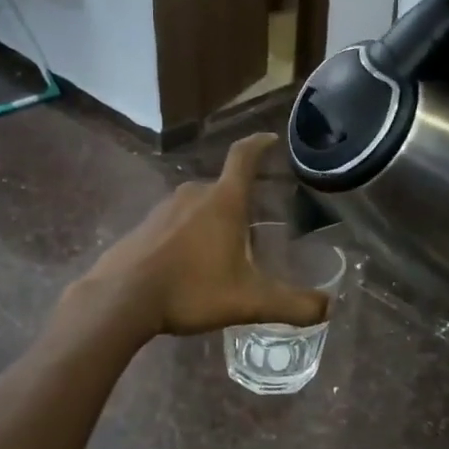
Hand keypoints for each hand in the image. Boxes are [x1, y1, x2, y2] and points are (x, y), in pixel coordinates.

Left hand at [74, 134, 330, 337]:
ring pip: (198, 206)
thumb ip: (292, 305)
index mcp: (224, 201)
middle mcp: (193, 195)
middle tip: (257, 224)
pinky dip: (188, 235)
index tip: (270, 140)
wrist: (120, 299)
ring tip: (224, 251)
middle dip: (242, 201)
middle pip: (224, 187)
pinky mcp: (143, 227)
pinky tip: (189, 265)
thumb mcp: (249, 301)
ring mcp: (163, 209)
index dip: (260, 144)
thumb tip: (328, 308)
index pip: (245, 157)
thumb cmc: (190, 290)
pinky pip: (175, 223)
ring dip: (213, 221)